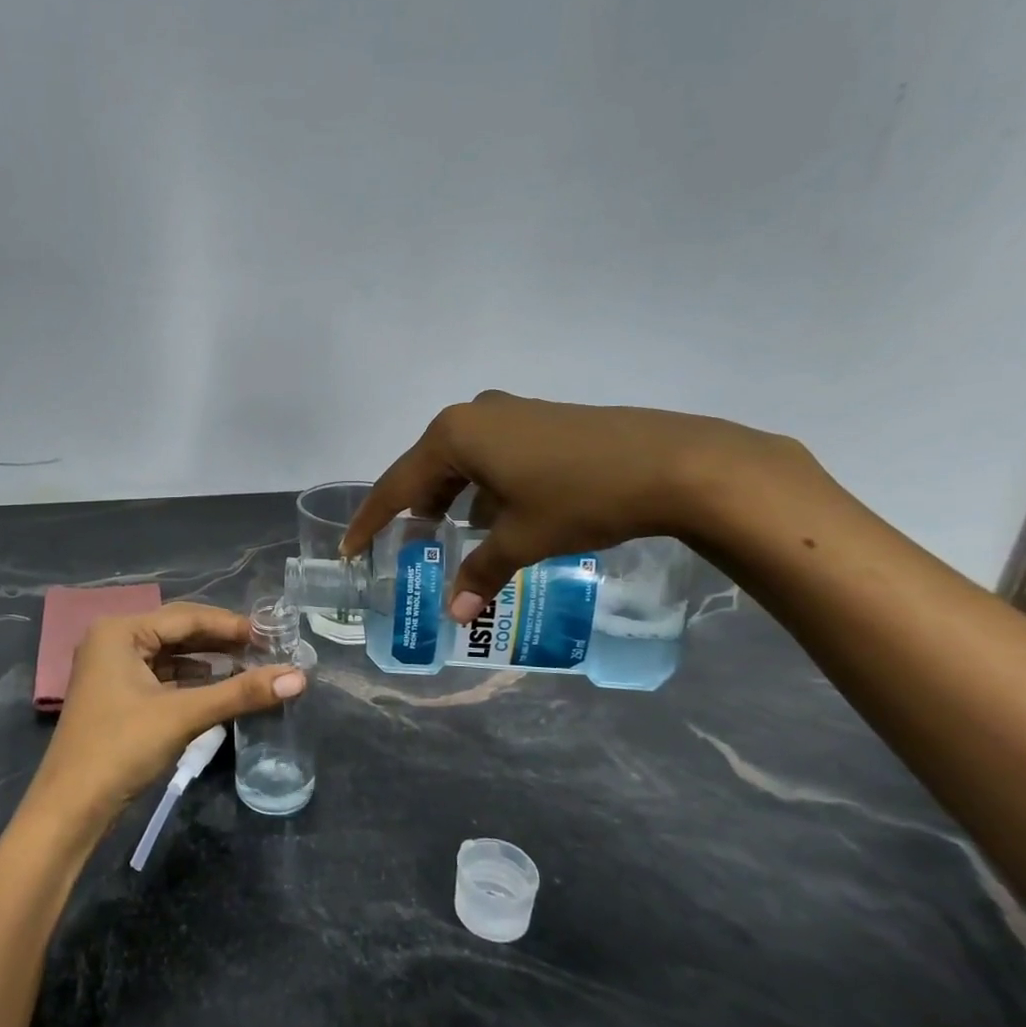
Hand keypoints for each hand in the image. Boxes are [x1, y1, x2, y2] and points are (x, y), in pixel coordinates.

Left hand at [33, 603, 306, 820]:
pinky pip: (161, 677)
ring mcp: (111, 670)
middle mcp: (112, 641)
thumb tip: (299, 677)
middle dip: (220, 642)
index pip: (186, 616)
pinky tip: (217, 687)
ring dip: (207, 661)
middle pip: (177, 632)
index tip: (271, 634)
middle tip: (266, 649)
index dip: (230, 625)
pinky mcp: (116, 696)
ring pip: (170, 656)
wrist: (69, 810)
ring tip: (250, 666)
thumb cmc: (121, 749)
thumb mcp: (183, 716)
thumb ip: (240, 693)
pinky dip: (190, 681)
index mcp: (119, 631)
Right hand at [341, 390, 801, 623]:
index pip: (397, 486)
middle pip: (427, 470)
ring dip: (452, 500)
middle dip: (416, 511)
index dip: (372, 521)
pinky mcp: (540, 420)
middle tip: (408, 548)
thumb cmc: (581, 497)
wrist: (675, 462)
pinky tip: (498, 517)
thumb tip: (455, 614)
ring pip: (462, 463)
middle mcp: (473, 415)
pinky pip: (492, 456)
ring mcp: (510, 412)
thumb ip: (481, 573)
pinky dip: (484, 487)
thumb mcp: (523, 539)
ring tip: (452, 538)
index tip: (350, 548)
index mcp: (454, 437)